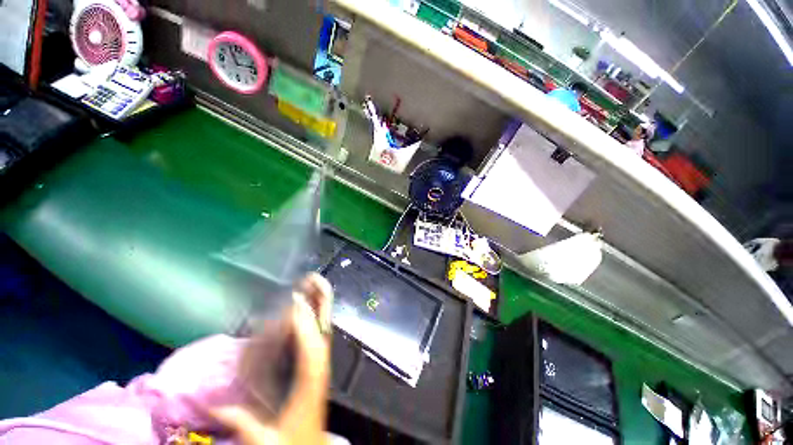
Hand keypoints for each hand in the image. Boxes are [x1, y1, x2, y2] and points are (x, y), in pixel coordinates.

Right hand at [212, 273, 332, 444]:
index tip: (296, 299)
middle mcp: (319, 367)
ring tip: (315, 285)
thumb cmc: (290, 444)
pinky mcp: (319, 365)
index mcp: (309, 382)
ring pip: (323, 330)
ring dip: (320, 307)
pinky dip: (316, 321)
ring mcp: (322, 364)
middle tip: (314, 278)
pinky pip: (320, 338)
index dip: (304, 321)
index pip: (310, 345)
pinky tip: (313, 310)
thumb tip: (212, 405)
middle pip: (322, 329)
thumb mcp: (264, 439)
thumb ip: (240, 421)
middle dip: (320, 303)